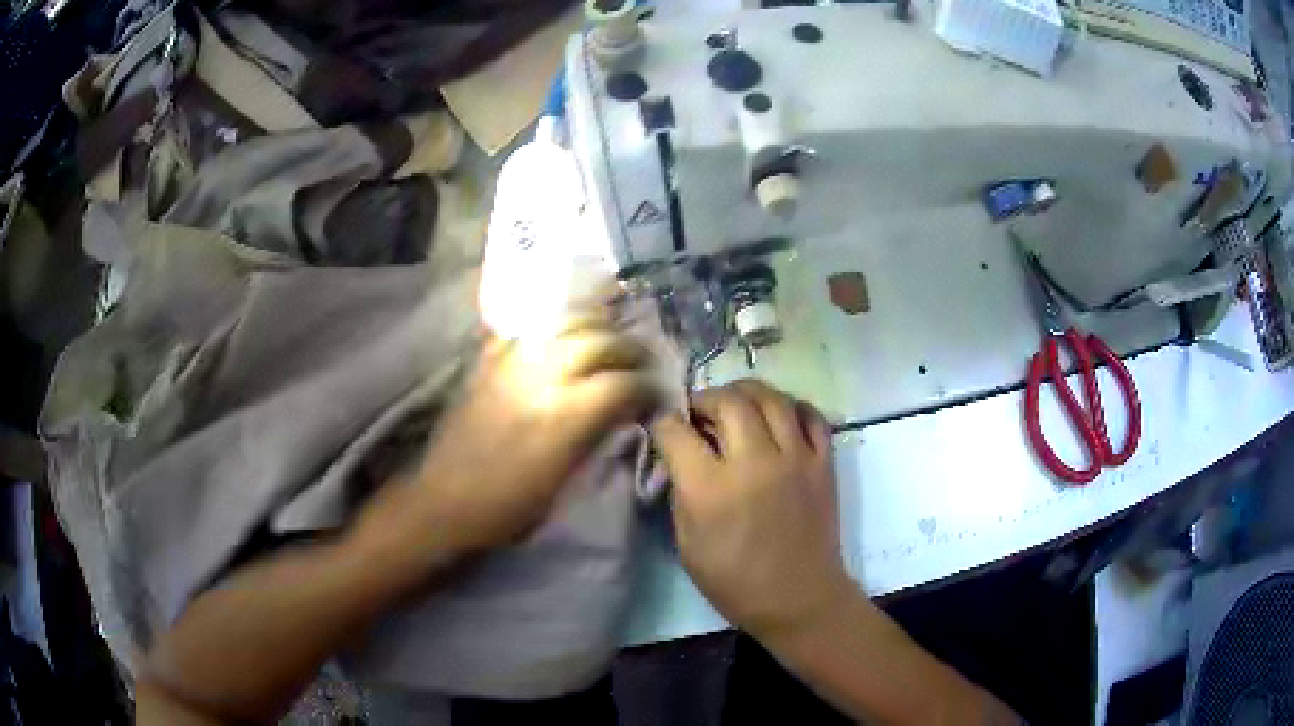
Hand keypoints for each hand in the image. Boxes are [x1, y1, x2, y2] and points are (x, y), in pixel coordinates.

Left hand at [363, 310, 661, 568]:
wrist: (445, 501)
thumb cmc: (509, 506)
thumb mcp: (565, 481)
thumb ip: (595, 436)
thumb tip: (621, 410)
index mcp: (566, 415)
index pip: (622, 382)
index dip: (646, 386)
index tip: (654, 393)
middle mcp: (542, 376)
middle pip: (598, 340)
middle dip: (627, 346)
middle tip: (639, 358)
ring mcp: (510, 362)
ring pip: (562, 322)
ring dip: (592, 325)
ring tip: (606, 334)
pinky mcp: (486, 361)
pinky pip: (523, 328)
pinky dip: (548, 327)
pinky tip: (559, 334)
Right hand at [651, 380, 851, 637]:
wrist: (799, 598)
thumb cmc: (735, 581)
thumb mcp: (687, 544)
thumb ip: (680, 493)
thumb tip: (678, 458)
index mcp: (711, 489)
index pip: (677, 431)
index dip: (662, 423)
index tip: (662, 427)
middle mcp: (754, 462)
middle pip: (727, 401)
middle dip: (704, 399)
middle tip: (700, 414)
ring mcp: (795, 458)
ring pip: (771, 398)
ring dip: (746, 393)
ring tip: (736, 405)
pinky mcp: (823, 463)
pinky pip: (811, 416)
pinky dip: (792, 407)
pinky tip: (779, 417)